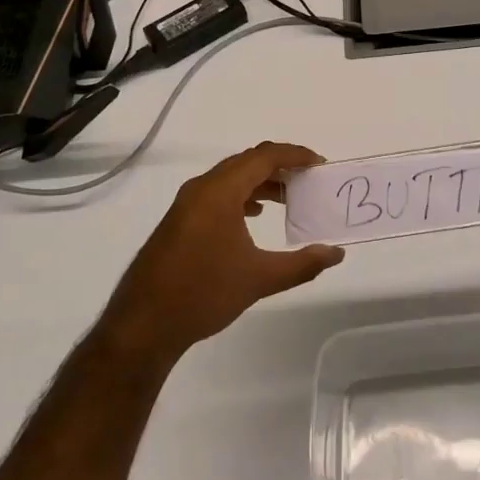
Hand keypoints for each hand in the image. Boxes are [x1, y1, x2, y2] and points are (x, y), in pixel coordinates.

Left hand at [101, 141, 342, 363]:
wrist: (143, 325)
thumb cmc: (203, 294)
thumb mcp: (259, 279)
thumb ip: (302, 264)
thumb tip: (336, 253)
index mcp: (220, 191)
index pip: (264, 157)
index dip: (295, 155)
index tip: (320, 164)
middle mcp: (202, 188)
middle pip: (247, 162)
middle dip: (280, 167)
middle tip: (309, 180)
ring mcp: (187, 204)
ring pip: (231, 178)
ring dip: (260, 182)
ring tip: (288, 199)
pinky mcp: (180, 220)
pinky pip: (217, 193)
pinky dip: (242, 196)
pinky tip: (255, 217)